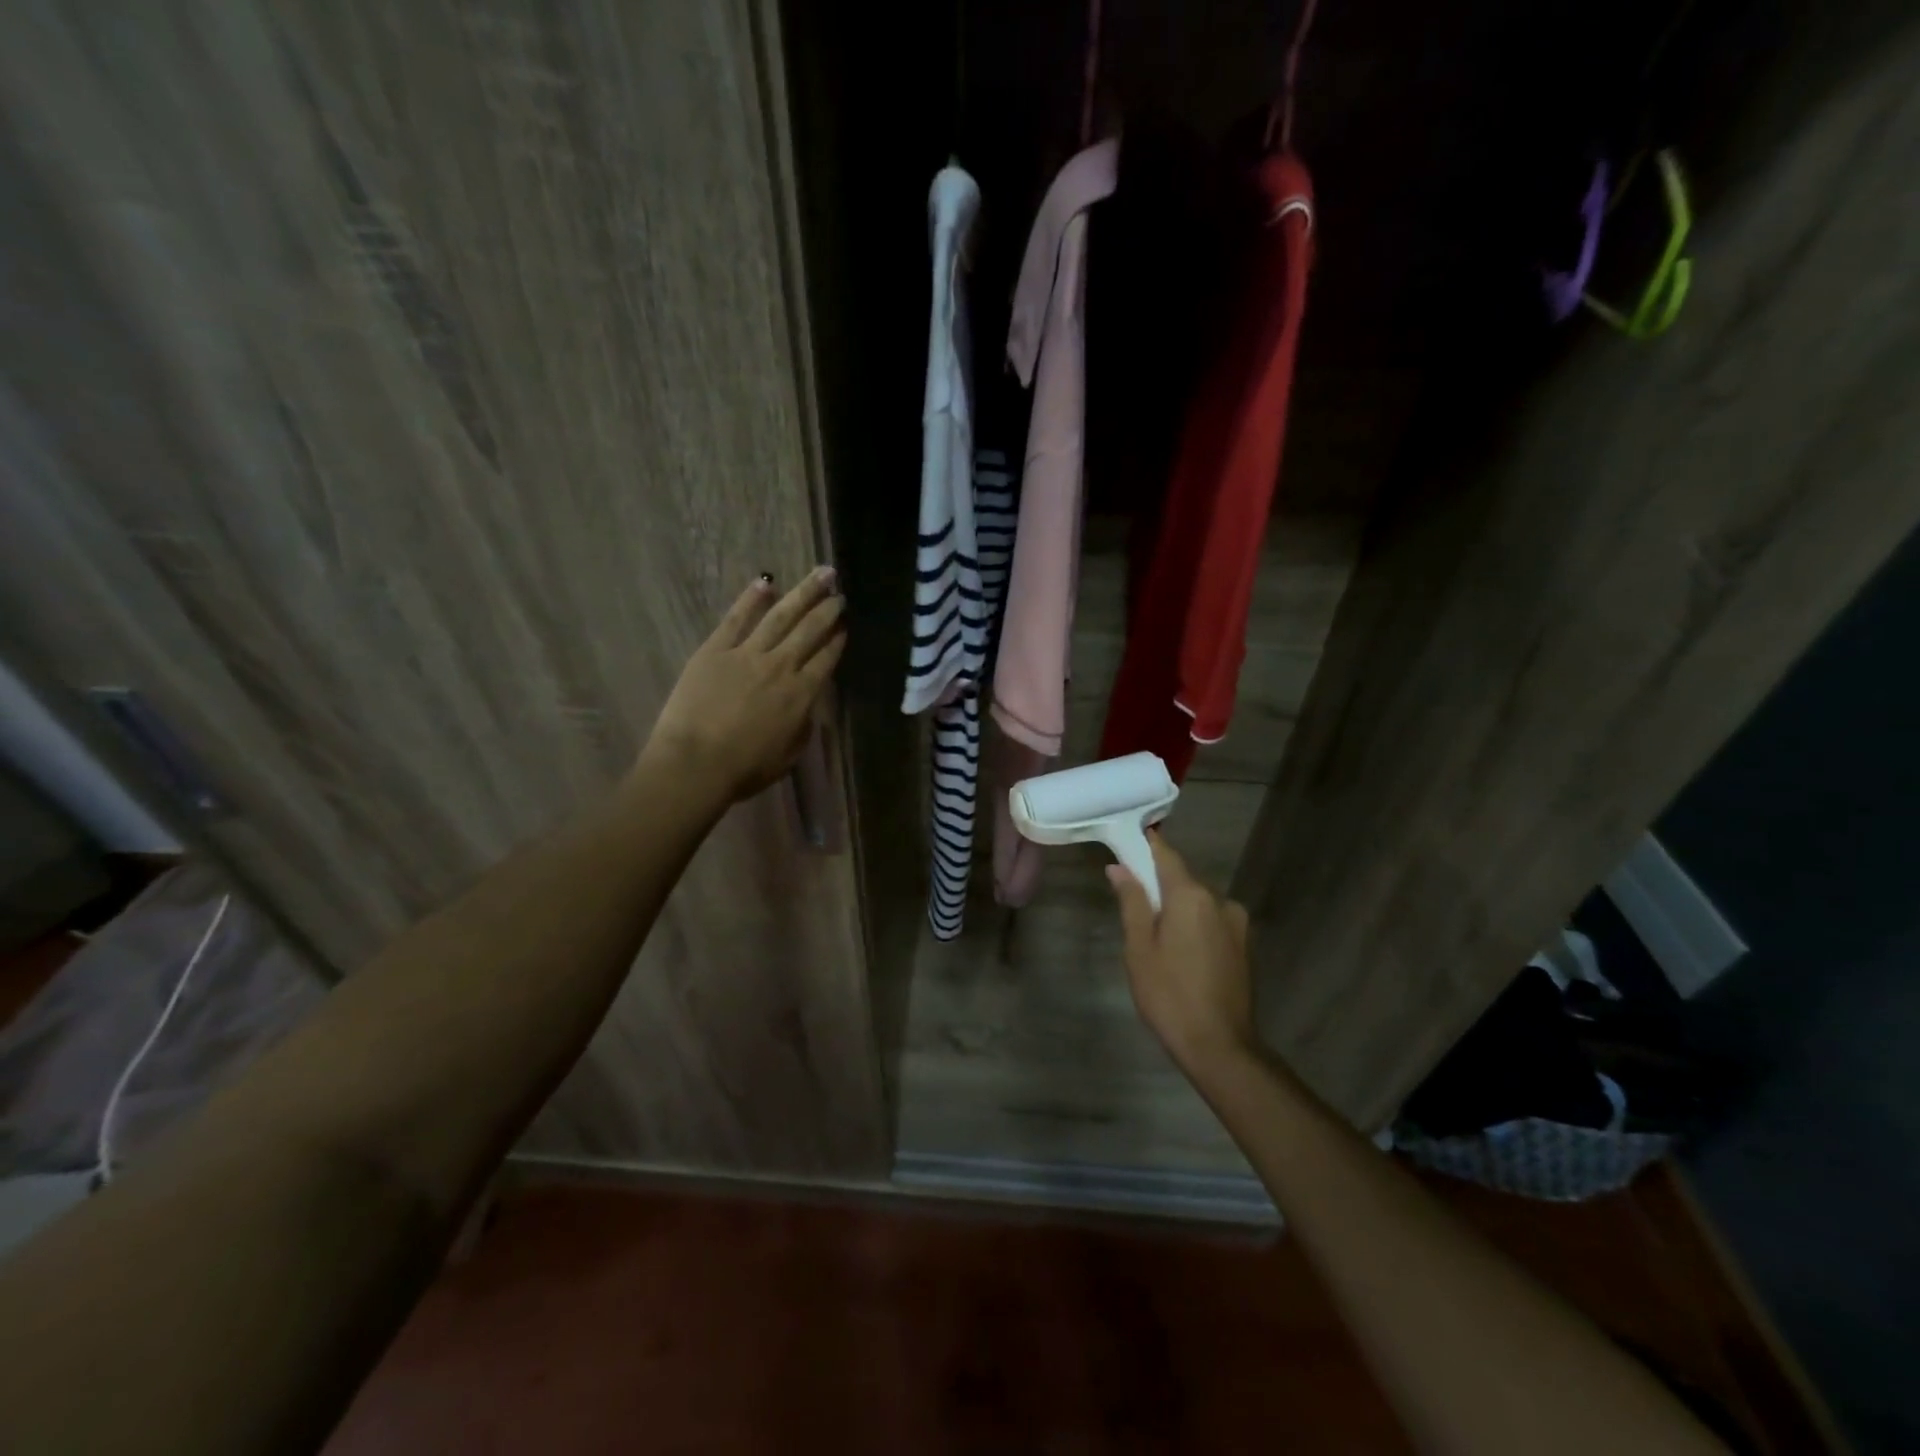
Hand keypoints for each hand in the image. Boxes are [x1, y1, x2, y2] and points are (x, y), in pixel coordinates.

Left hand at [641, 568, 844, 805]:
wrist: (695, 763)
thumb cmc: (744, 769)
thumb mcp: (788, 754)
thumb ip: (802, 725)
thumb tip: (807, 706)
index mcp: (801, 694)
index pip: (826, 659)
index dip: (838, 640)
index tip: (846, 626)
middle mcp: (781, 666)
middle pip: (810, 631)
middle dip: (828, 610)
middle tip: (839, 593)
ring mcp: (747, 654)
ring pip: (781, 616)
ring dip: (803, 594)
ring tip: (821, 575)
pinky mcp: (715, 649)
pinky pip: (736, 618)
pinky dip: (752, 598)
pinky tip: (765, 581)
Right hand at [1108, 833, 1259, 1074]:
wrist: (1220, 1046)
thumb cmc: (1169, 994)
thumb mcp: (1139, 947)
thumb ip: (1131, 902)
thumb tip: (1119, 867)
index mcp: (1191, 896)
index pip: (1166, 855)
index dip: (1145, 845)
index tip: (1126, 840)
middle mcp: (1220, 900)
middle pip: (1182, 878)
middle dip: (1157, 882)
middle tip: (1130, 899)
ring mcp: (1237, 923)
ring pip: (1198, 902)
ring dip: (1177, 906)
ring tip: (1154, 935)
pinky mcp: (1244, 945)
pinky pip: (1211, 920)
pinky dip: (1193, 924)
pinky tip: (1179, 950)